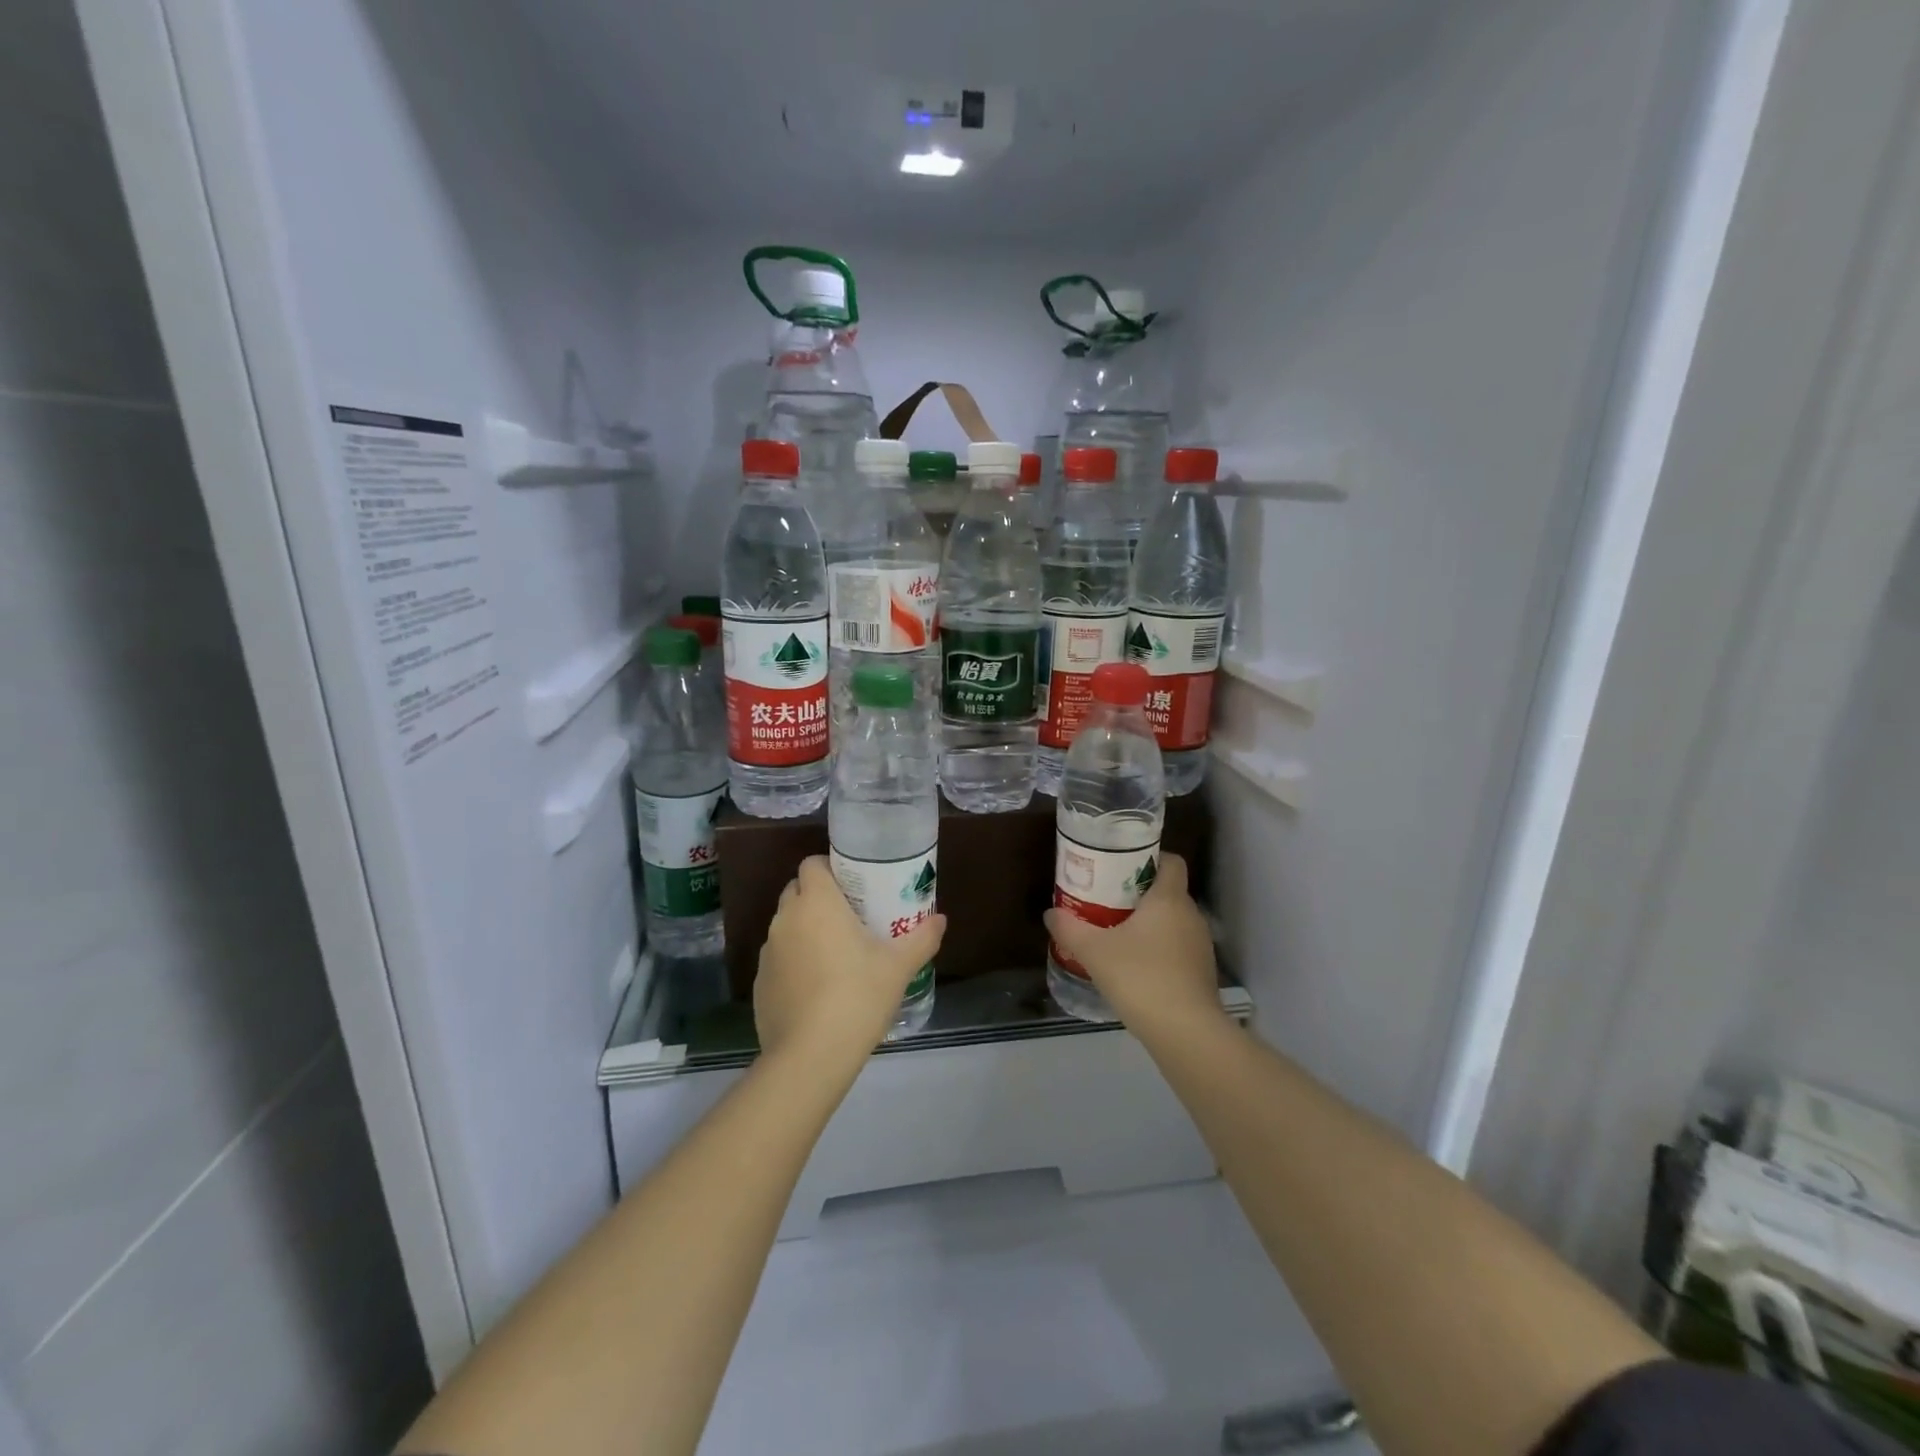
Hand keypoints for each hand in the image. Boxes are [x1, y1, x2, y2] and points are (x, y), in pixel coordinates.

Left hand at [755, 857, 946, 1069]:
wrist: (811, 1055)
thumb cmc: (858, 996)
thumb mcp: (899, 966)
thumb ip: (922, 938)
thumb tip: (941, 920)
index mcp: (817, 902)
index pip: (812, 864)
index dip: (829, 868)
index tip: (853, 885)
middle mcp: (786, 918)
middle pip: (796, 891)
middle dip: (818, 897)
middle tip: (849, 917)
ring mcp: (768, 952)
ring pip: (786, 926)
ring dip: (805, 930)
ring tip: (835, 954)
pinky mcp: (759, 983)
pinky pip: (779, 959)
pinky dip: (794, 963)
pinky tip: (816, 989)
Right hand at [1042, 854, 1222, 1037]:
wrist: (1186, 1032)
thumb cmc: (1141, 977)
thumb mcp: (1094, 951)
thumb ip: (1070, 928)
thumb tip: (1050, 913)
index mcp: (1169, 899)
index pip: (1171, 862)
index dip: (1150, 858)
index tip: (1122, 866)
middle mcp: (1190, 915)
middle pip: (1167, 891)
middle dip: (1139, 893)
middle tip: (1107, 899)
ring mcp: (1200, 945)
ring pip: (1173, 921)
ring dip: (1149, 923)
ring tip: (1117, 933)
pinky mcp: (1201, 972)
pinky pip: (1177, 947)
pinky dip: (1158, 948)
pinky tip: (1135, 966)